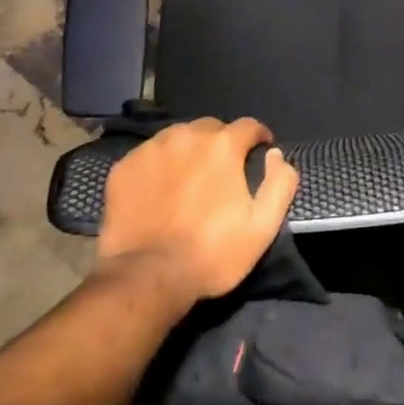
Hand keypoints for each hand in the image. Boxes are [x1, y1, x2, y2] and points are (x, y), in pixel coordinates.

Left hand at [96, 117, 298, 309]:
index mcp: (222, 145)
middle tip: (222, 170)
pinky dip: (159, 165)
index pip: (248, 126)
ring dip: (189, 150)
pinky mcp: (123, 167)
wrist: (146, 278)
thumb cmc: (212, 253)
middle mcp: (186, 136)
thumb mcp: (263, 226)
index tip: (261, 152)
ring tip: (189, 177)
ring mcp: (151, 150)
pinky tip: (159, 189)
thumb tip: (275, 154)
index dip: (258, 138)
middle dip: (222, 143)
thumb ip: (280, 183)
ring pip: (178, 137)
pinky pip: (149, 155)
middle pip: (211, 128)